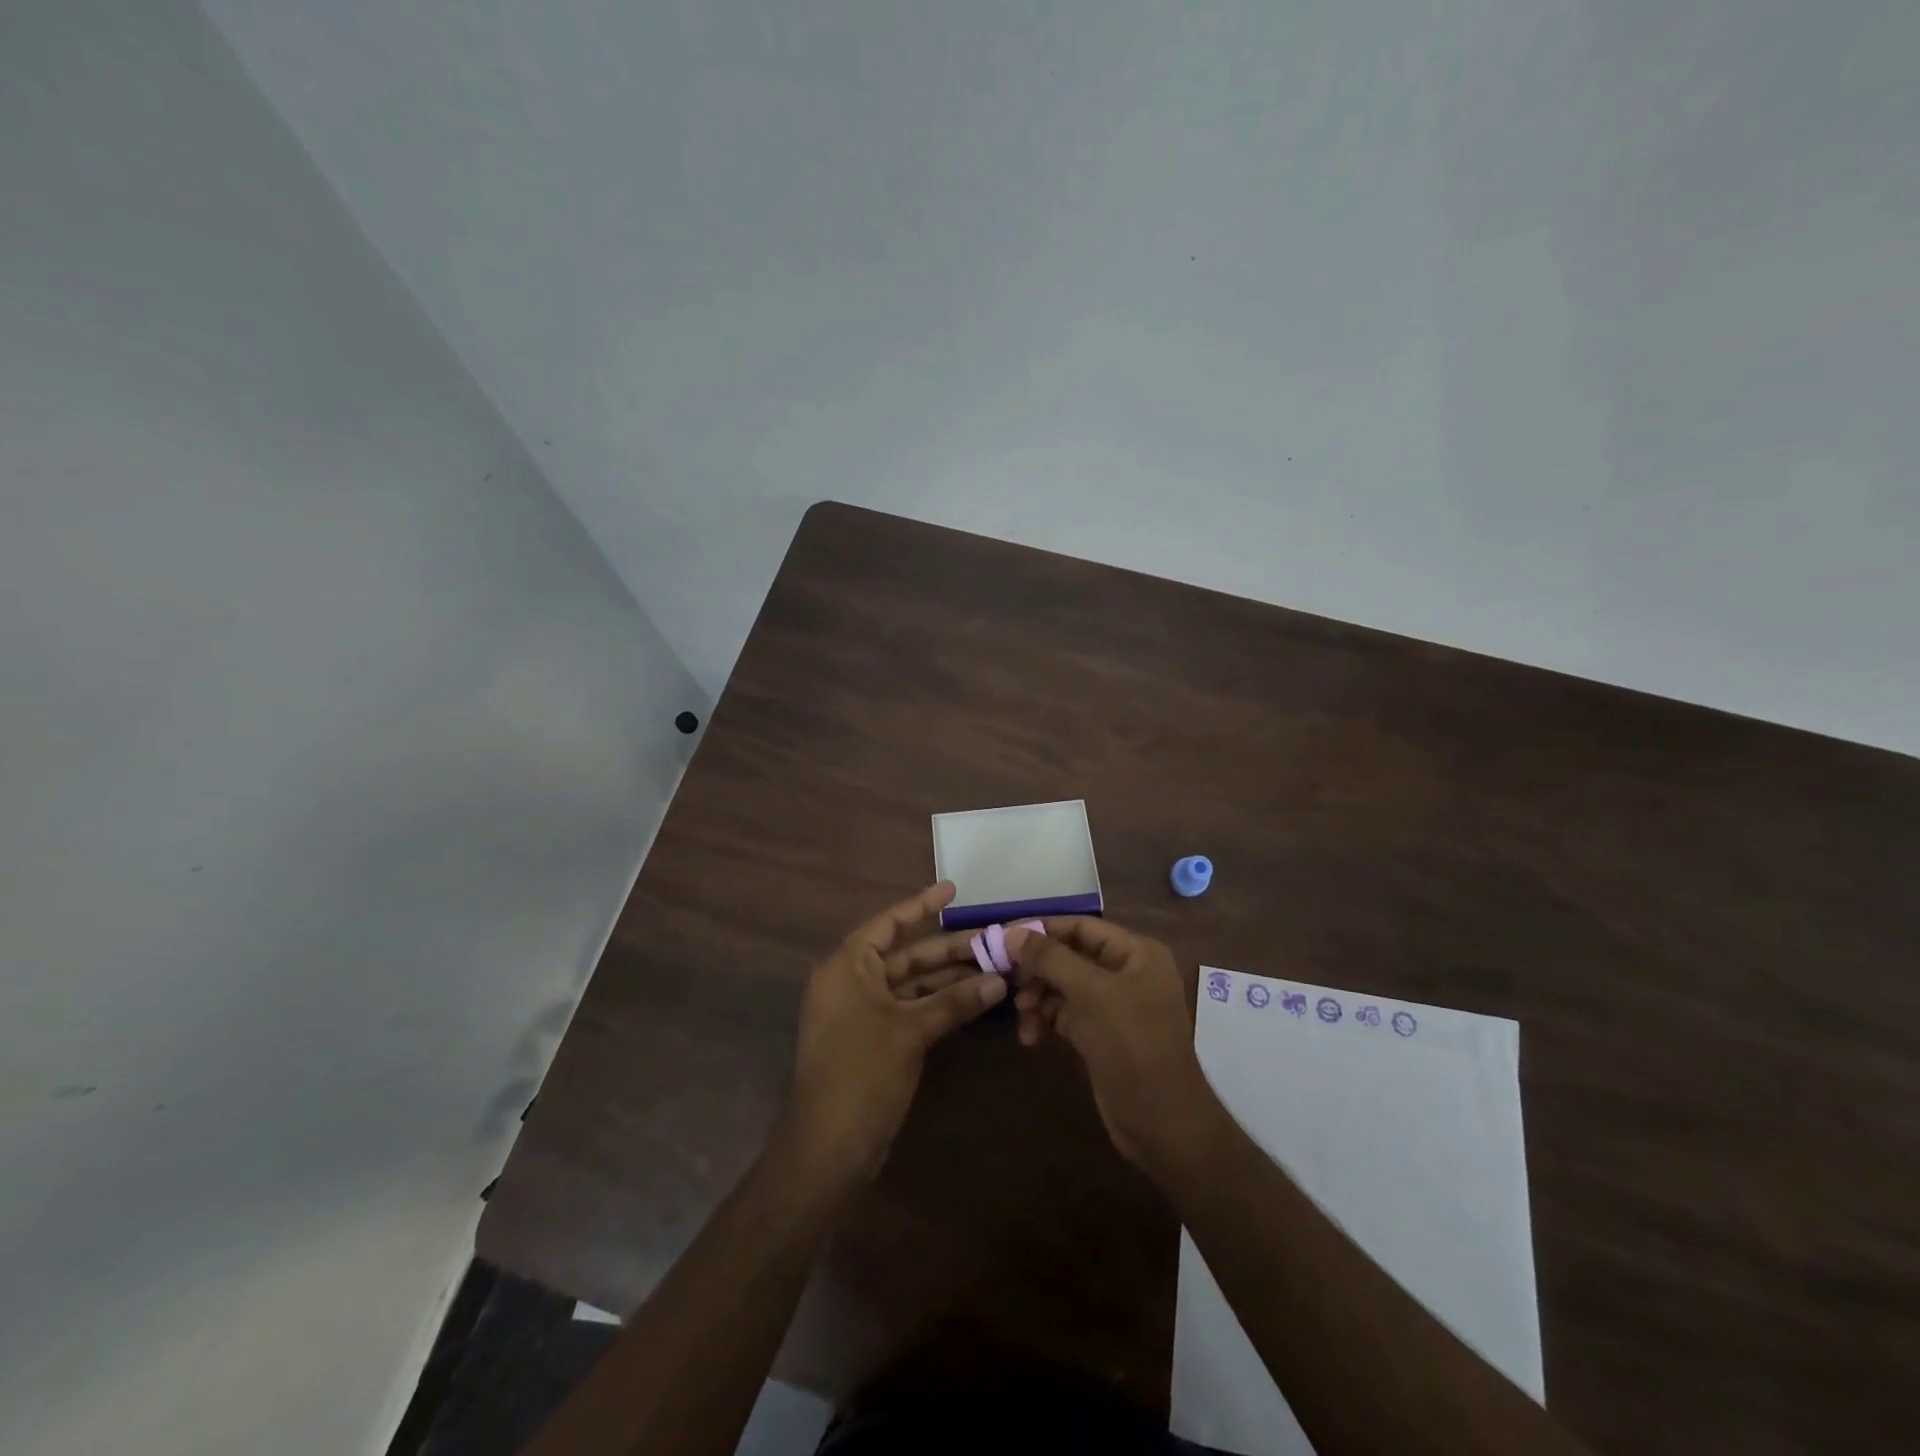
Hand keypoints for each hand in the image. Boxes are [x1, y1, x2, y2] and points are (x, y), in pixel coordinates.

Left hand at [783, 882, 1005, 1184]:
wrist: (829, 1147)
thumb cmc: (861, 1073)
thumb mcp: (910, 1031)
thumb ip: (954, 1002)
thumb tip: (1000, 981)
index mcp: (847, 967)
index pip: (888, 924)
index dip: (921, 905)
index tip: (953, 889)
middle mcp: (852, 982)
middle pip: (906, 955)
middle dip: (949, 948)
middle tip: (993, 938)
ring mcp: (863, 1013)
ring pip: (912, 984)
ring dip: (950, 977)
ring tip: (995, 966)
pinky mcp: (875, 1040)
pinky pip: (911, 1008)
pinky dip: (940, 1004)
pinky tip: (975, 998)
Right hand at [1006, 919, 1219, 1174]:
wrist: (1163, 1125)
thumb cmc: (1133, 1046)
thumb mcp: (1091, 995)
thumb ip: (1051, 959)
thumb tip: (1012, 933)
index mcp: (1136, 953)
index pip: (1081, 927)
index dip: (1042, 930)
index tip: (1002, 938)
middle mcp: (1127, 972)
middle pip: (1069, 956)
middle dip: (1038, 970)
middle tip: (1006, 981)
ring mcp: (1114, 1005)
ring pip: (1064, 986)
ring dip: (1038, 997)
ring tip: (1022, 1016)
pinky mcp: (1101, 1034)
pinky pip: (1066, 1014)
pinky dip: (1047, 1020)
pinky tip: (1030, 1036)